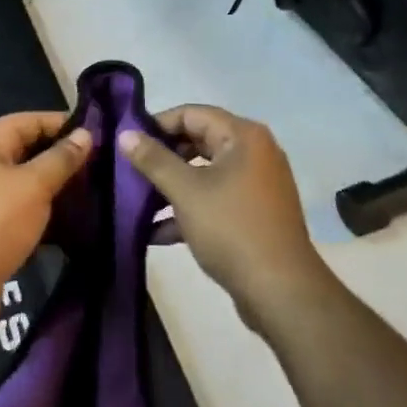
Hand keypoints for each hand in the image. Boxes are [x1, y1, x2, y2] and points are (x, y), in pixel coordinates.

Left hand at [0, 112, 91, 343]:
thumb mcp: (34, 185)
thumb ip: (62, 158)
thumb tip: (86, 133)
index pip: (32, 120)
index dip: (66, 125)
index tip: (102, 137)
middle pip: (30, 150)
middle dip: (65, 158)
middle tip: (104, 168)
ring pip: (28, 182)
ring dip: (58, 188)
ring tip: (96, 194)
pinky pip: (23, 210)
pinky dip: (46, 213)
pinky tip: (75, 223)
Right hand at [118, 105, 333, 334]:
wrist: (281, 292)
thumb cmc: (232, 229)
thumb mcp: (186, 191)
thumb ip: (154, 160)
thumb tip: (125, 134)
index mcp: (243, 136)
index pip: (191, 114)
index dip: (156, 124)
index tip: (127, 142)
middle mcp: (254, 152)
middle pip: (198, 142)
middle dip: (162, 158)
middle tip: (128, 170)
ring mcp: (256, 185)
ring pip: (204, 174)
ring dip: (171, 187)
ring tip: (135, 201)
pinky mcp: (254, 214)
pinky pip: (215, 200)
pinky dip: (189, 210)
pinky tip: (156, 233)